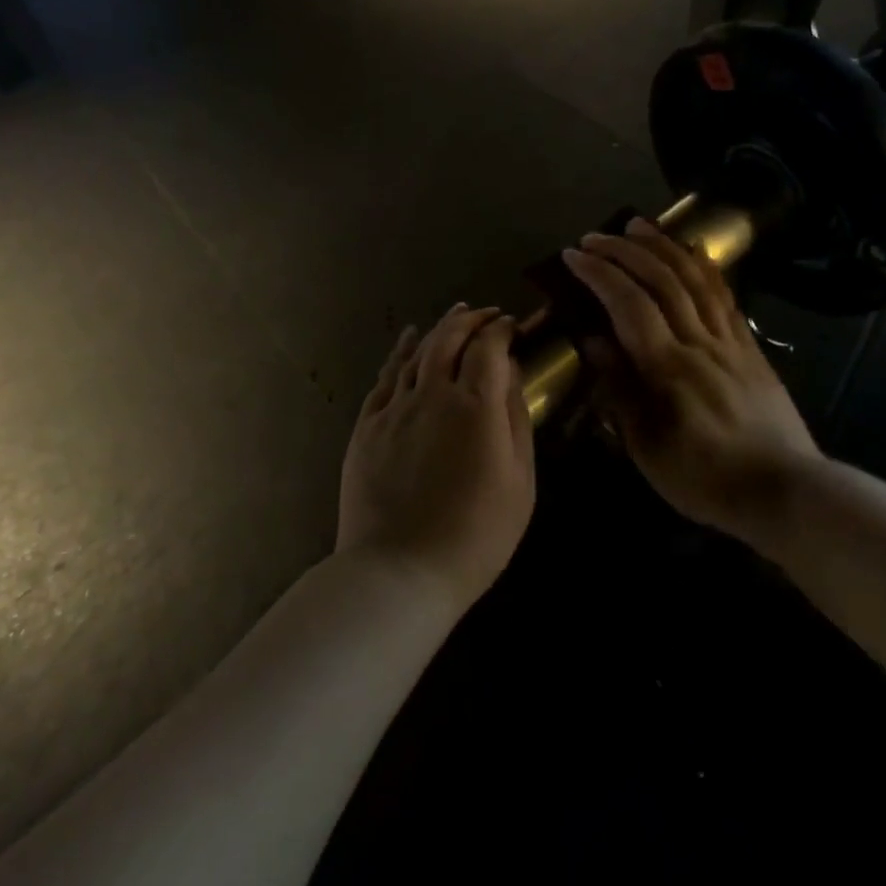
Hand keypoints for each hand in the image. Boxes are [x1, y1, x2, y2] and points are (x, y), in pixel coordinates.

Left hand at [338, 304, 535, 606]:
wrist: (400, 572)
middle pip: (450, 339)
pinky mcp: (367, 426)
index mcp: (475, 406)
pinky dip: (400, 352)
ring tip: (454, 315)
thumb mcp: (519, 480)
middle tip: (485, 314)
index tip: (511, 325)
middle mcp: (432, 394)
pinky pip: (386, 377)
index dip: (501, 330)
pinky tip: (409, 341)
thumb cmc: (476, 534)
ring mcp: (394, 409)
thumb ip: (515, 418)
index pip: (489, 348)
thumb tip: (511, 372)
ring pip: (418, 352)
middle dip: (470, 320)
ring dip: (439, 329)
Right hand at [562, 218, 828, 544]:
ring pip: (695, 279)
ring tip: (639, 226)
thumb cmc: (705, 478)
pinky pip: (726, 296)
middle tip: (596, 236)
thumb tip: (592, 341)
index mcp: (668, 369)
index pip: (628, 304)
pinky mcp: (750, 347)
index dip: (599, 274)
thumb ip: (619, 390)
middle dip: (625, 251)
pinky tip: (693, 252)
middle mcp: (699, 342)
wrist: (784, 491)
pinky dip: (705, 267)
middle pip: (661, 280)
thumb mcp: (647, 447)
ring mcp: (730, 341)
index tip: (573, 255)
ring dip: (664, 246)